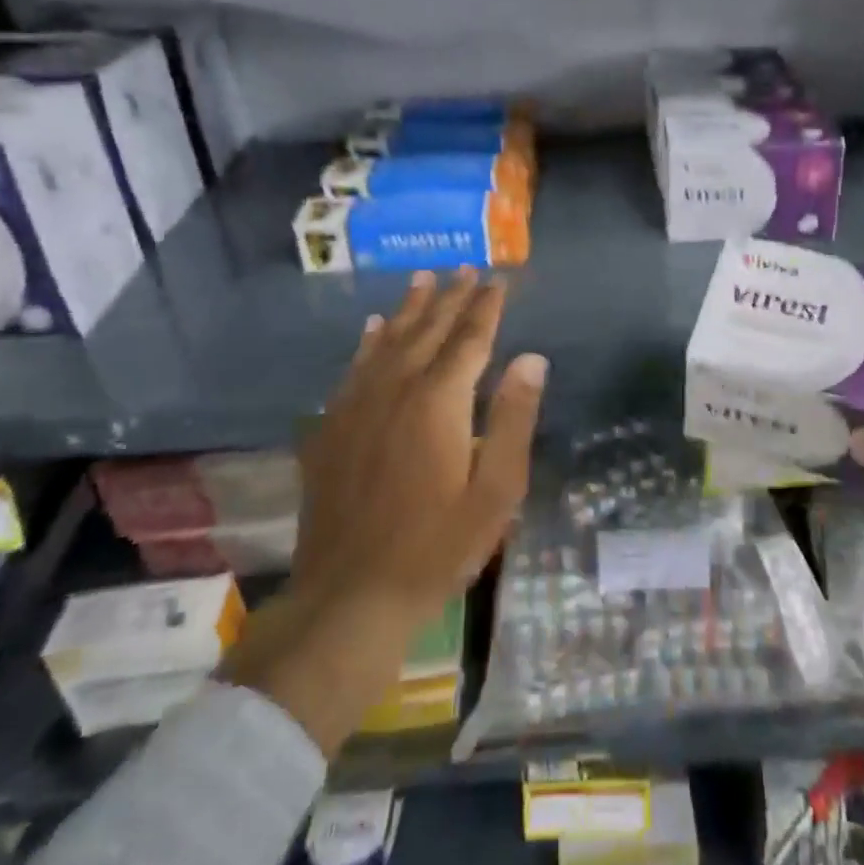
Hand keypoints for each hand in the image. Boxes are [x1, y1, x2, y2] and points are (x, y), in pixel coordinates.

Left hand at [222, 269, 546, 754]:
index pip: (469, 339)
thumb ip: (514, 419)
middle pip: (427, 331)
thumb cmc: (437, 547)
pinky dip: (366, 343)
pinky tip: (371, 328)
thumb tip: (532, 358)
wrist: (351, 596)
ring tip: (422, 279)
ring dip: (408, 309)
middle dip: (450, 297)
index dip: (486, 306)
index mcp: (439, 401)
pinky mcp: (331, 429)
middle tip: (465, 268)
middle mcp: (395, 390)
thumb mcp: (496, 491)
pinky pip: (353, 370)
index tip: (498, 279)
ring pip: (386, 341)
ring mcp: (356, 407)